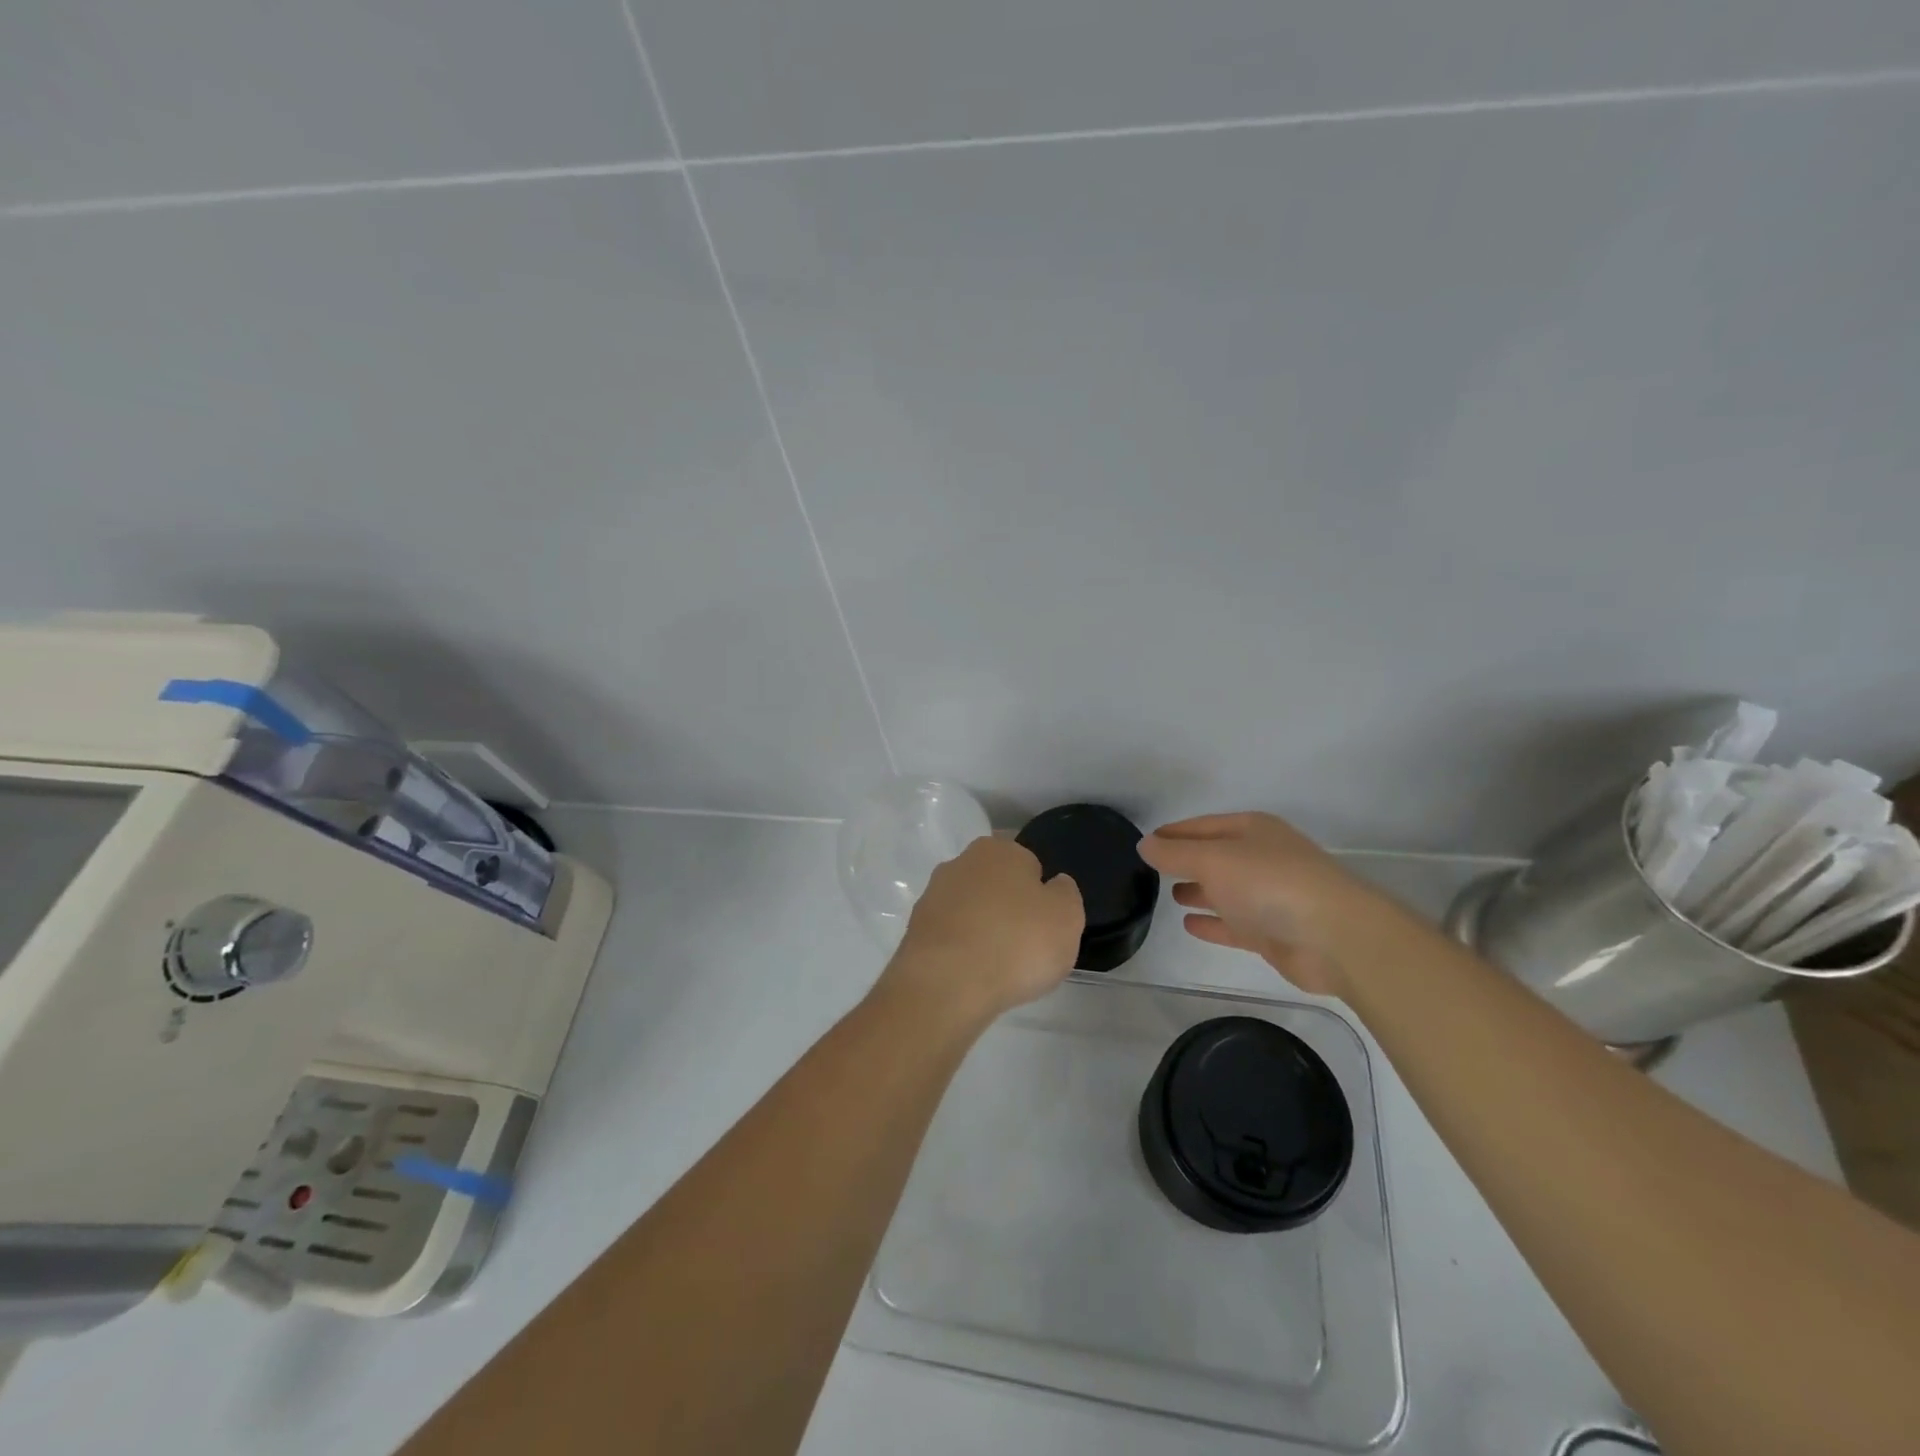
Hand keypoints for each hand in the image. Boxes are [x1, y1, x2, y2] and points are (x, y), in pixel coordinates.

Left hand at [882, 837, 1084, 1025]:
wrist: (946, 985)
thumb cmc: (1016, 943)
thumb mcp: (1067, 917)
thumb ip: (1065, 894)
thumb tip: (1054, 885)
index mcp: (999, 849)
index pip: (1028, 862)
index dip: (1039, 893)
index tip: (1044, 922)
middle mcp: (961, 862)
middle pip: (995, 884)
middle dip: (1007, 907)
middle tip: (1024, 945)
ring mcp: (932, 895)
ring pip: (969, 909)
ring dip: (982, 929)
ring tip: (998, 966)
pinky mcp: (915, 929)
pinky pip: (950, 935)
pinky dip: (961, 950)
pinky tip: (972, 975)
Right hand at [1137, 812, 1388, 997]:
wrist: (1335, 937)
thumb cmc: (1269, 884)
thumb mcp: (1212, 860)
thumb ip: (1175, 853)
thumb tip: (1144, 844)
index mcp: (1251, 830)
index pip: (1201, 826)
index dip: (1172, 833)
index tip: (1144, 843)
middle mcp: (1261, 857)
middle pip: (1215, 856)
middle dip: (1186, 861)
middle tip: (1151, 871)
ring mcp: (1270, 895)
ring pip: (1225, 890)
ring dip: (1199, 891)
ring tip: (1168, 895)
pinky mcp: (1274, 932)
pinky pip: (1234, 924)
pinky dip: (1213, 923)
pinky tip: (1189, 925)